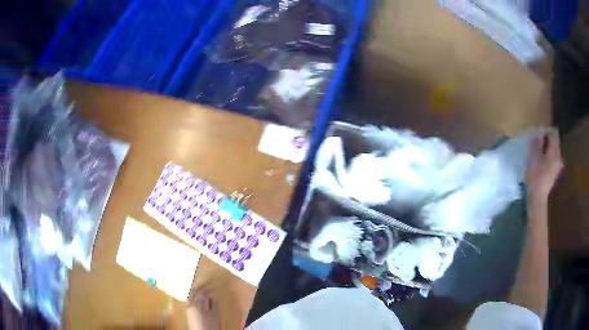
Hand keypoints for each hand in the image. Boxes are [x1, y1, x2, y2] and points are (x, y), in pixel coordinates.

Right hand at [526, 128, 563, 203]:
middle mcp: (559, 155)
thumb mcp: (534, 156)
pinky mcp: (556, 171)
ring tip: (539, 148)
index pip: (554, 132)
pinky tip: (542, 158)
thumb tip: (539, 131)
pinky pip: (554, 157)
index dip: (547, 128)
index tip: (539, 129)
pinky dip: (549, 154)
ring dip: (548, 146)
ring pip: (554, 149)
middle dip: (548, 137)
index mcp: (554, 150)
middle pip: (555, 140)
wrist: (538, 198)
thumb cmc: (535, 176)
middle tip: (538, 138)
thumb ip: (537, 142)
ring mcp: (558, 164)